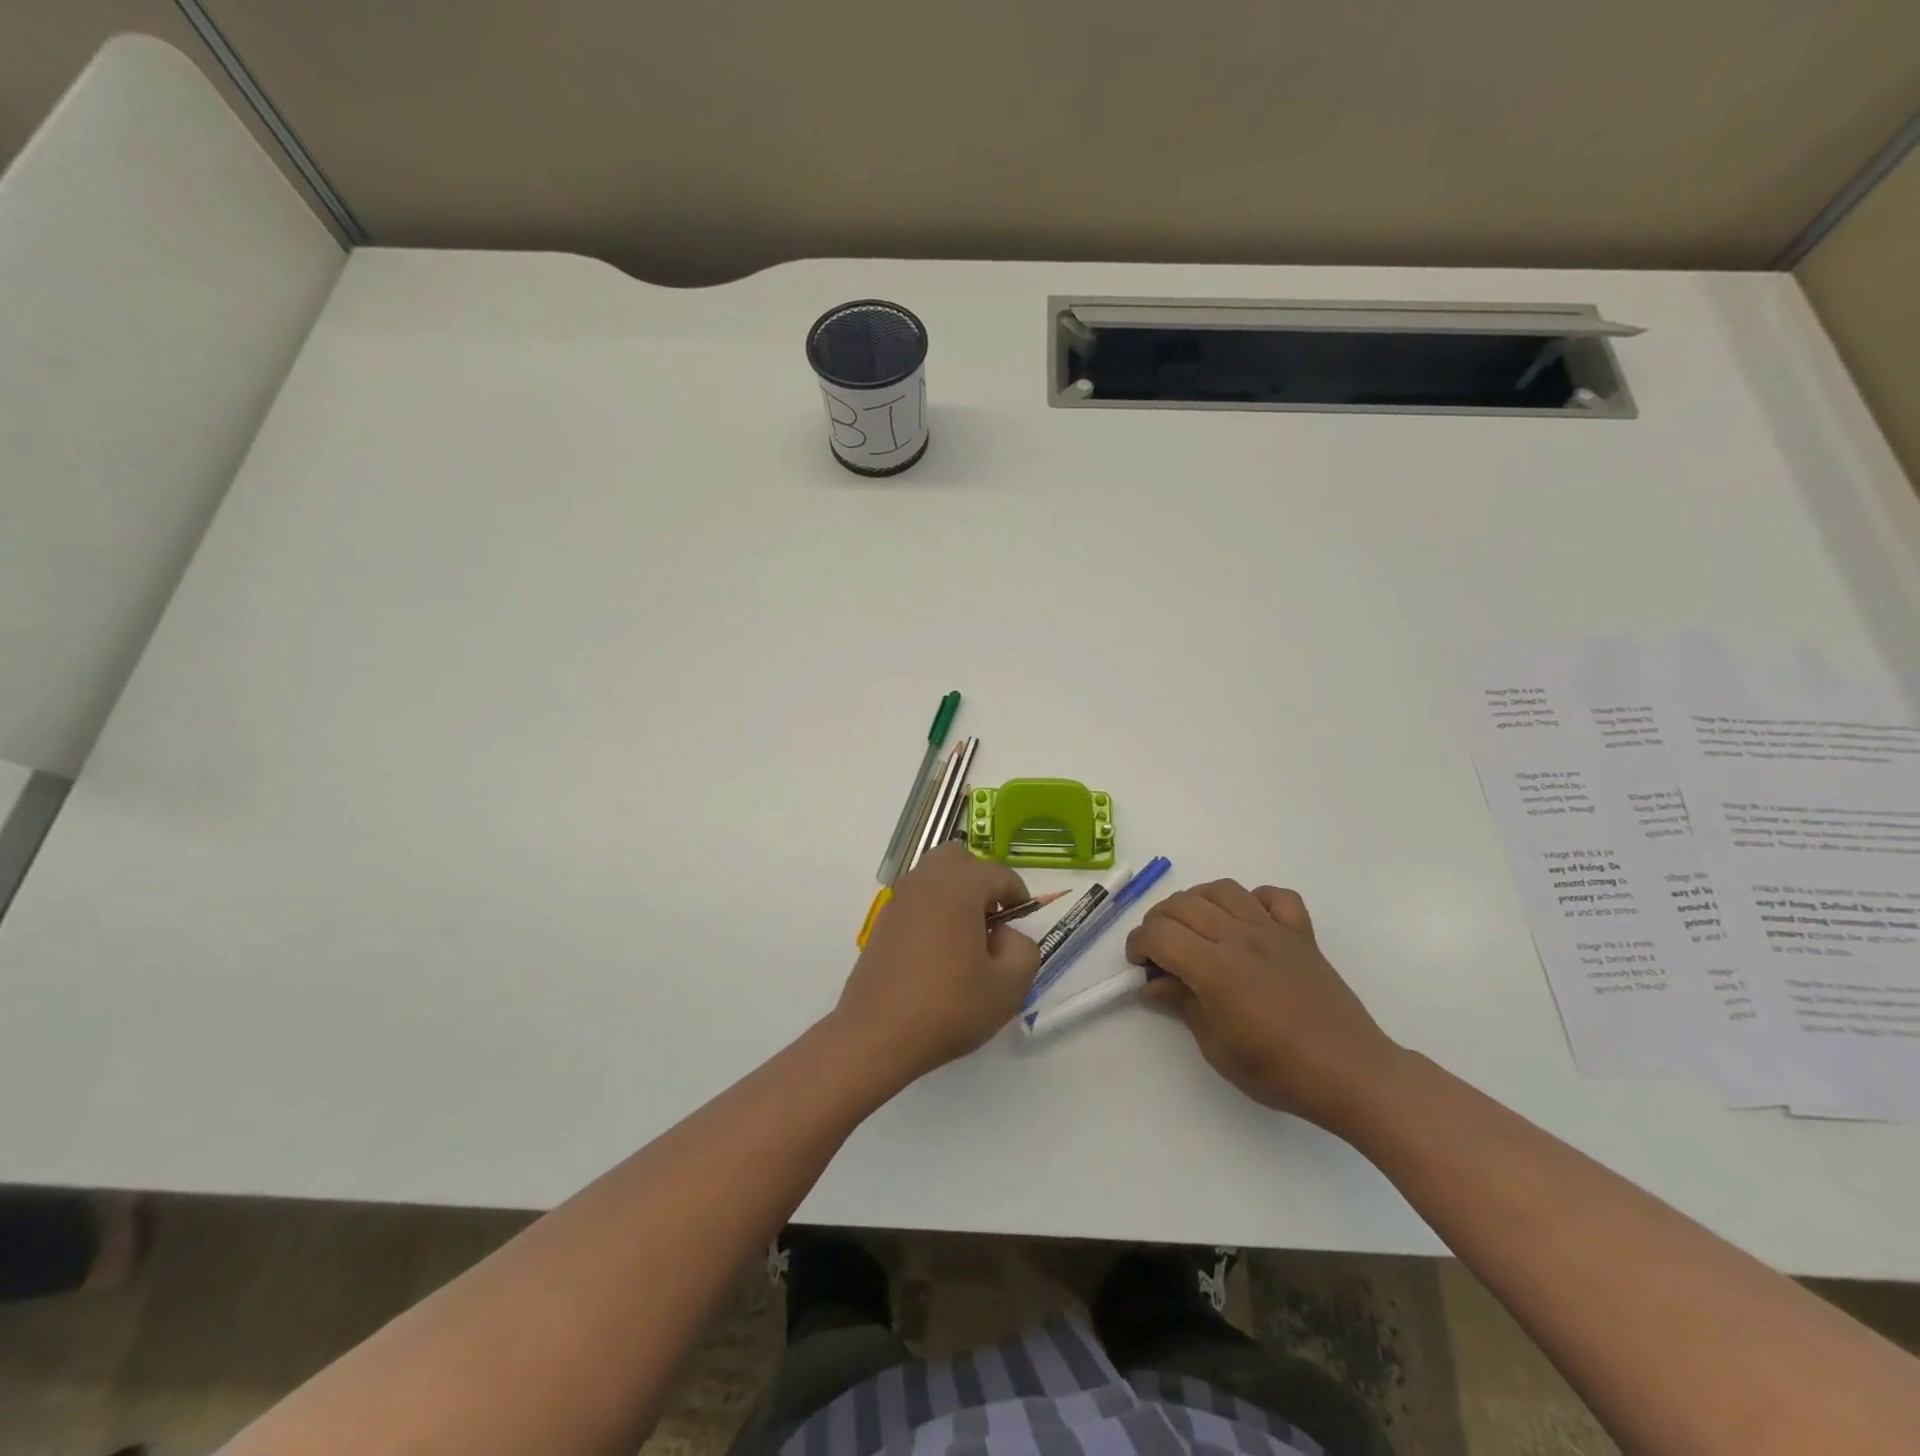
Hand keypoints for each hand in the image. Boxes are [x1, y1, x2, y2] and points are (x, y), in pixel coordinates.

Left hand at [835, 844, 1042, 1084]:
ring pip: (935, 876)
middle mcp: (926, 880)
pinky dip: (933, 911)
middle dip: (981, 882)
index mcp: (959, 885)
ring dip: (956, 894)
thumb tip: (1005, 934)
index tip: (1022, 927)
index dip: (1019, 898)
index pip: (1000, 874)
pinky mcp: (882, 921)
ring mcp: (899, 899)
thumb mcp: (1009, 986)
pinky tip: (938, 953)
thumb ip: (1023, 949)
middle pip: (960, 860)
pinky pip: (917, 900)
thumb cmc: (948, 1007)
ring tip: (966, 939)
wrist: (877, 1036)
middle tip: (992, 922)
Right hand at [1126, 881, 1401, 1132]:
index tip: (1138, 966)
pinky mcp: (1301, 934)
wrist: (1352, 1074)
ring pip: (1222, 890)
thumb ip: (1182, 1004)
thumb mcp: (1217, 1048)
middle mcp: (1240, 937)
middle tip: (1159, 953)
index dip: (1138, 944)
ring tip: (1195, 930)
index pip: (1159, 933)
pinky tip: (1246, 921)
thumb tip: (1153, 984)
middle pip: (1183, 905)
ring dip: (1197, 903)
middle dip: (1158, 922)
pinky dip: (1254, 900)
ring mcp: (1273, 930)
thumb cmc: (1279, 1070)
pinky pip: (1274, 897)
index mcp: (1215, 968)